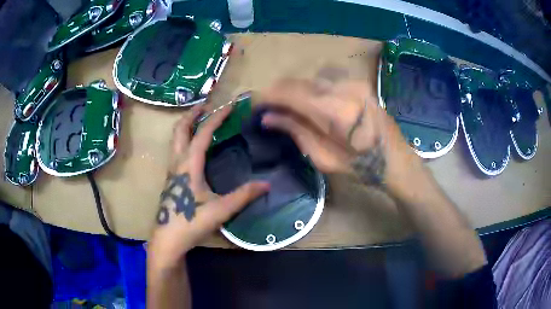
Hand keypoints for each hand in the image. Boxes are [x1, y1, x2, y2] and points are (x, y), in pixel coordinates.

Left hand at [148, 105, 269, 268]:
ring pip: (175, 139)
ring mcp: (171, 170)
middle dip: (192, 113)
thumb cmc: (191, 222)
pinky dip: (184, 138)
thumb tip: (267, 184)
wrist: (168, 240)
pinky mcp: (171, 179)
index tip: (229, 105)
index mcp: (189, 164)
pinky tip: (194, 147)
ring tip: (199, 119)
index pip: (203, 133)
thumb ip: (244, 195)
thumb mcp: (221, 209)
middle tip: (206, 104)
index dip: (217, 117)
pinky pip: (176, 150)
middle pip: (180, 129)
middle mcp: (177, 162)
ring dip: (186, 125)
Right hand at [259, 76, 421, 187]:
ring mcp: (353, 83)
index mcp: (335, 112)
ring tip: (285, 106)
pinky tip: (308, 102)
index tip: (255, 104)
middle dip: (279, 92)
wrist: (394, 160)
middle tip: (267, 106)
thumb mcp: (324, 158)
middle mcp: (343, 89)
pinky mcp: (358, 83)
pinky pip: (326, 81)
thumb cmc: (360, 167)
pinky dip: (311, 89)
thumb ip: (296, 131)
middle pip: (299, 82)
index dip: (268, 97)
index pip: (290, 94)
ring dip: (294, 90)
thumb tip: (267, 117)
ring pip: (311, 80)